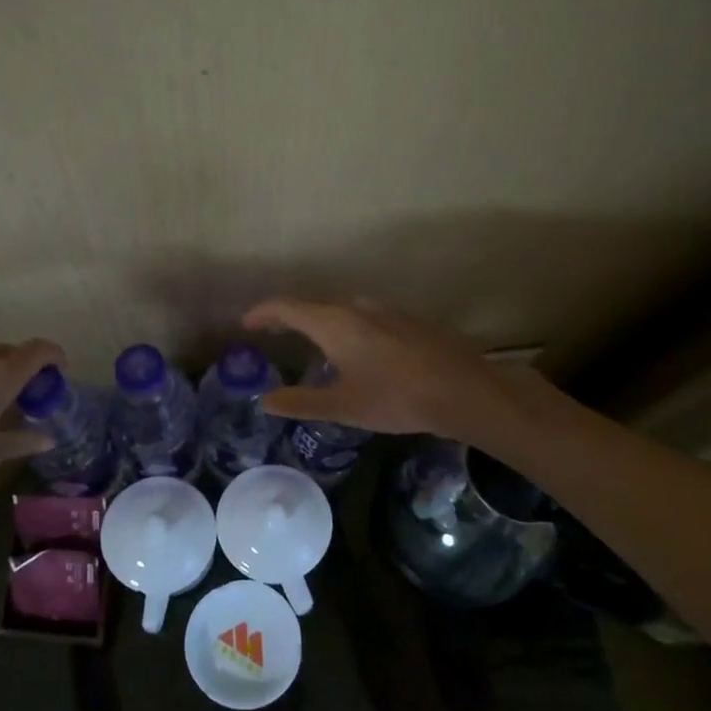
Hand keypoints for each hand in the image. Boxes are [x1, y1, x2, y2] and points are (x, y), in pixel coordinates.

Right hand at [243, 298, 536, 443]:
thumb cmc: (396, 398)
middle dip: (288, 317)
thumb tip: (265, 400)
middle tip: (272, 333)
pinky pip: (364, 317)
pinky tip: (356, 350)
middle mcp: (357, 307)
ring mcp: (386, 310)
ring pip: (341, 309)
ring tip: (310, 341)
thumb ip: (301, 401)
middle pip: (312, 305)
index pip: (286, 306)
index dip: (262, 313)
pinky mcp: (408, 320)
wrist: (464, 389)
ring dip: (319, 321)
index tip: (246, 325)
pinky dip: (345, 326)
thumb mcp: (343, 406)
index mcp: (334, 322)